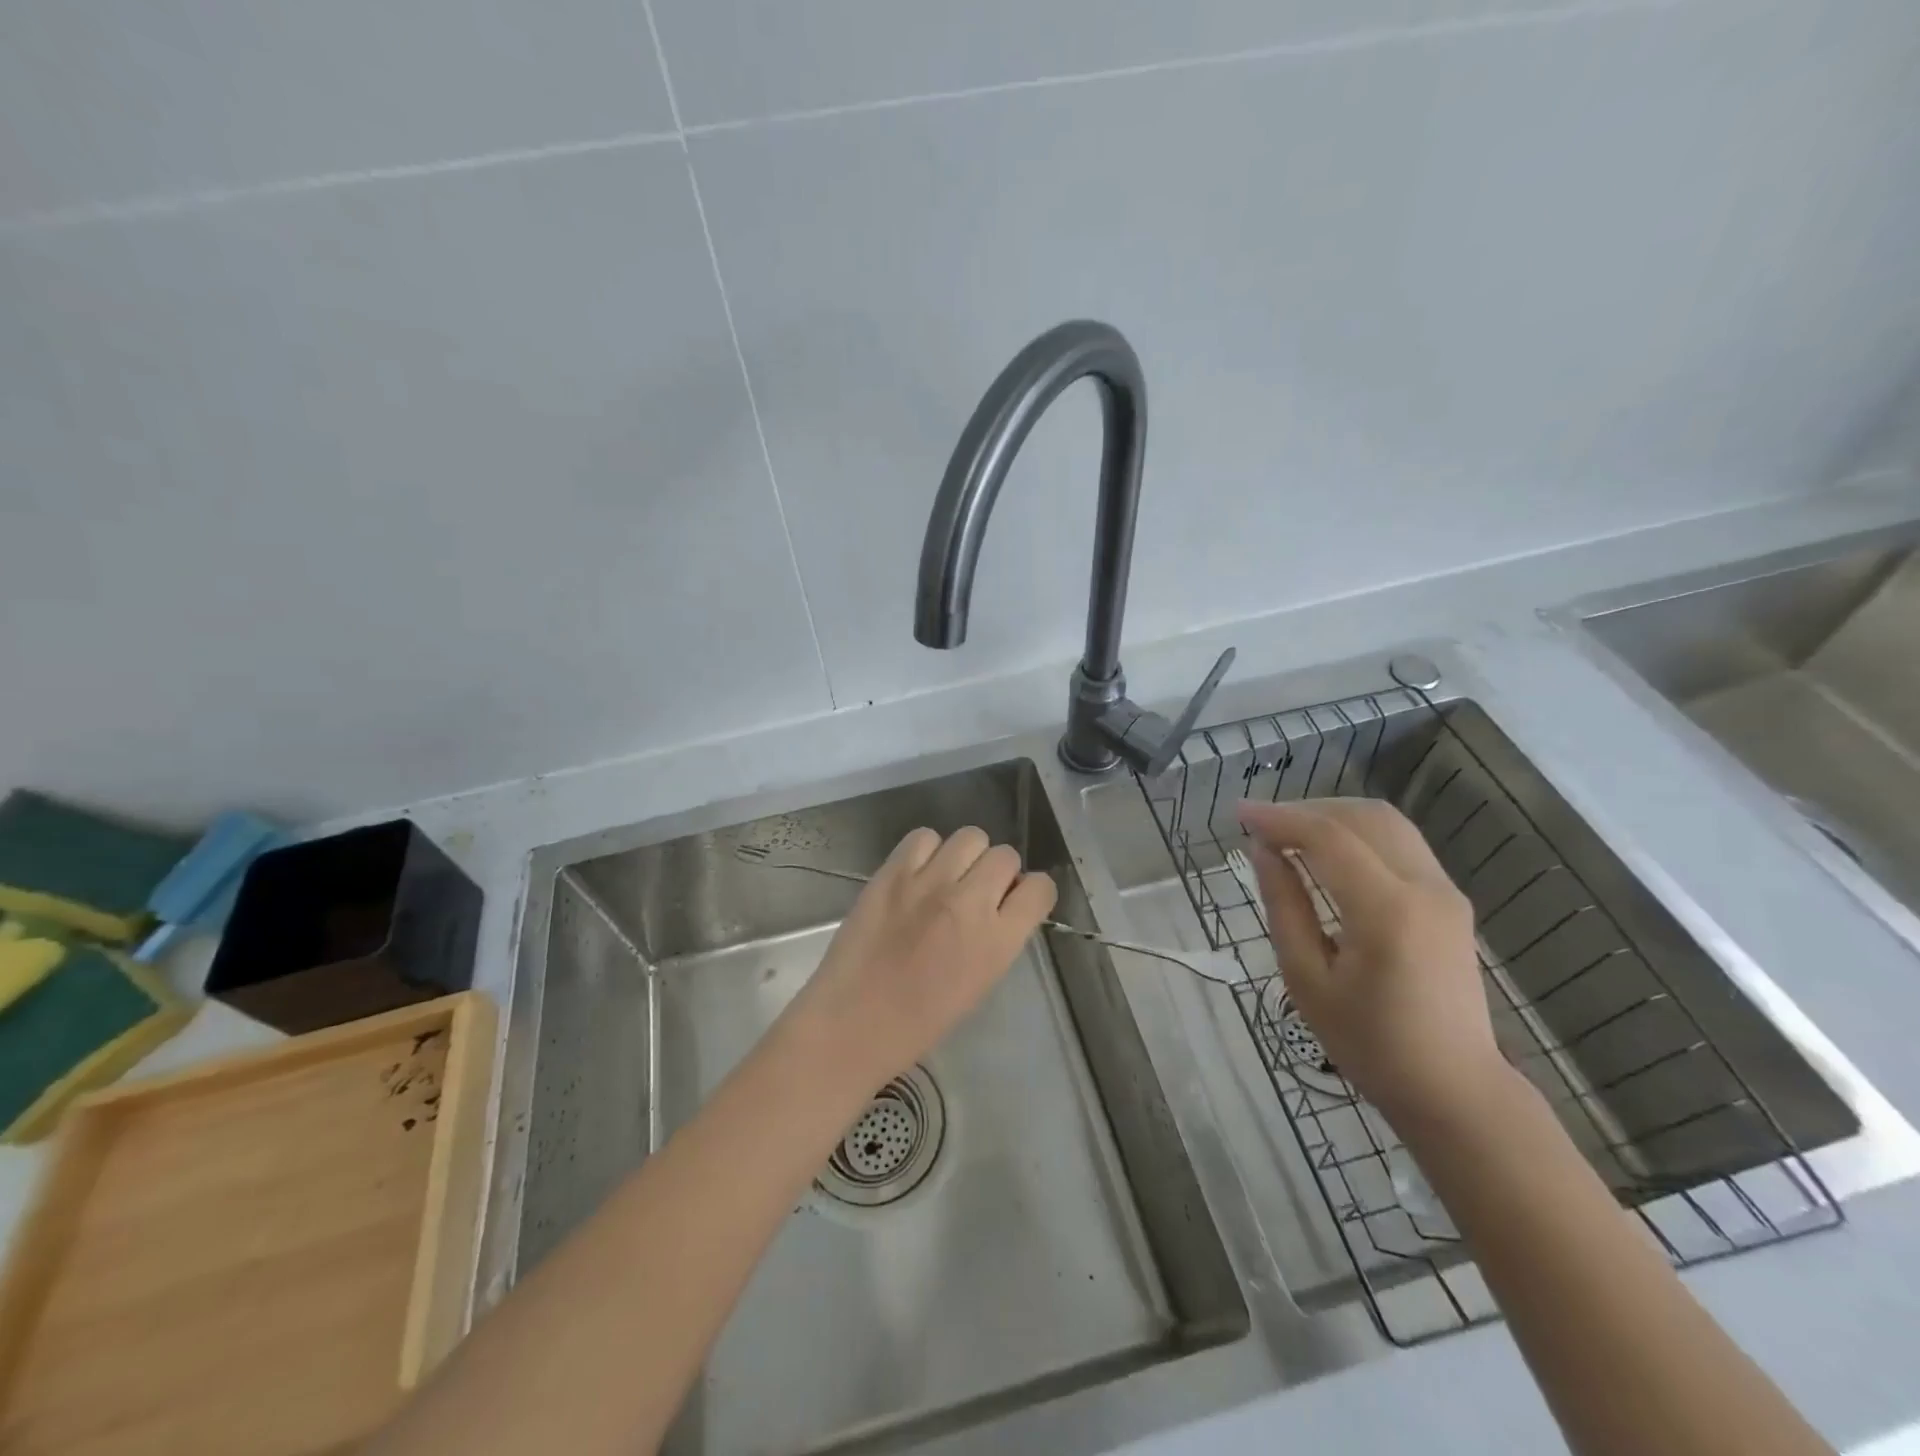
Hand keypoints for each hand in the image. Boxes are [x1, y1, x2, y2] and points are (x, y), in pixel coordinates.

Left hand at [782, 826, 1057, 1092]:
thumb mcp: (980, 982)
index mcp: (997, 941)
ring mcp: (929, 882)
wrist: (853, 1022)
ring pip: (970, 836)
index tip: (1016, 900)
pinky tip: (917, 873)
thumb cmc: (919, 1021)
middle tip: (976, 891)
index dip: (1031, 891)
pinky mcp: (892, 872)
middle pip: (1005, 855)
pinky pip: (923, 837)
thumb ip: (998, 937)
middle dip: (998, 871)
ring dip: (965, 855)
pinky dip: (926, 850)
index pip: (1039, 888)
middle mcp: (969, 903)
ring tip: (946, 877)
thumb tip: (1000, 904)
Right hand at [1237, 798, 1502, 1118]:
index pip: (1328, 837)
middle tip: (1262, 827)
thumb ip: (1285, 906)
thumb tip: (1263, 851)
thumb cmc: (1370, 1044)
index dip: (1279, 818)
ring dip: (1333, 817)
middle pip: (1362, 817)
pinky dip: (1357, 833)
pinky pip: (1400, 843)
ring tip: (1289, 835)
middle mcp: (1425, 888)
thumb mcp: (1307, 980)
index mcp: (1387, 912)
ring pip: (1385, 822)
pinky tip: (1326, 854)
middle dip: (1306, 810)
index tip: (1238, 813)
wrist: (1455, 1089)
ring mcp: (1444, 891)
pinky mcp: (1449, 899)